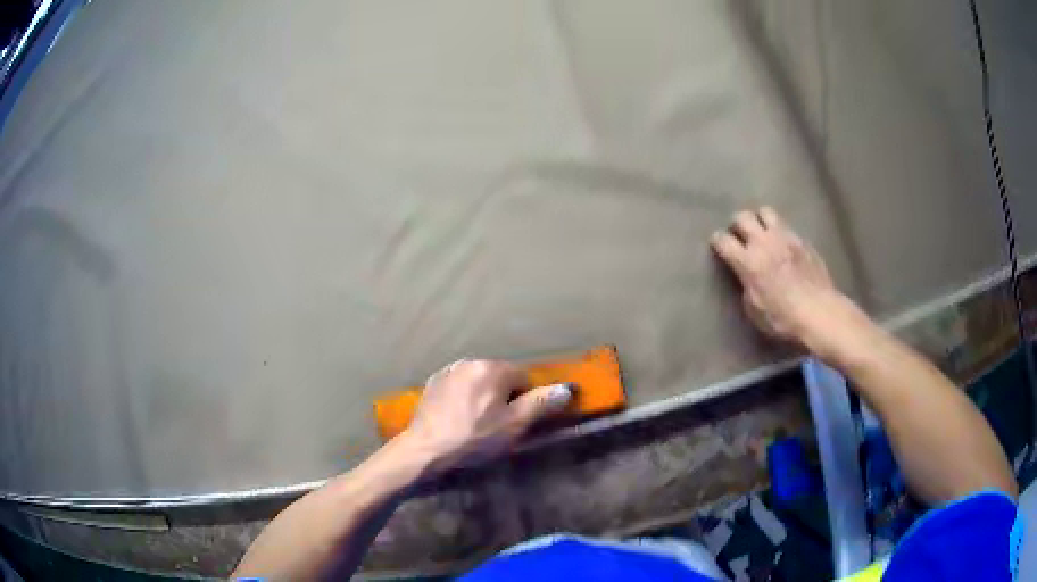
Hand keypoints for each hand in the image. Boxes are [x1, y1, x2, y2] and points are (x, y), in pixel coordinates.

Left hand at [397, 359, 570, 474]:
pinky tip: (457, 418)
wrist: (426, 449)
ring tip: (475, 423)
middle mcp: (470, 361)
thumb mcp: (513, 425)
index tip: (515, 422)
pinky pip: (459, 387)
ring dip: (483, 396)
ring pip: (478, 381)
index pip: (523, 378)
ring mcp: (448, 371)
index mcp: (492, 368)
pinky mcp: (433, 383)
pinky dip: (463, 398)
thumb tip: (567, 388)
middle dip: (503, 397)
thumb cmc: (474, 438)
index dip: (525, 401)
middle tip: (496, 426)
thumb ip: (541, 404)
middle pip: (500, 377)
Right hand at [710, 207, 861, 349]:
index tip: (718, 245)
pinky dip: (780, 232)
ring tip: (762, 232)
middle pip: (742, 217)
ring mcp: (785, 237)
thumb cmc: (783, 319)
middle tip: (740, 236)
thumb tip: (746, 276)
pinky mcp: (802, 240)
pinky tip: (784, 245)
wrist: (819, 312)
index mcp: (748, 261)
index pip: (723, 240)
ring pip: (765, 212)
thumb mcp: (754, 310)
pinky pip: (786, 226)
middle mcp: (764, 242)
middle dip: (737, 224)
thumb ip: (746, 286)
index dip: (717, 241)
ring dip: (759, 220)